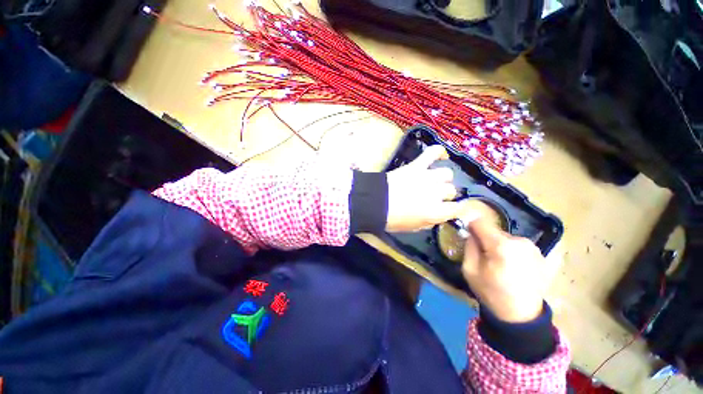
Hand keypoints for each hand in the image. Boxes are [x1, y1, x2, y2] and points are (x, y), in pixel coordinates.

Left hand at [385, 145, 461, 231]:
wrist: (374, 203)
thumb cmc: (391, 219)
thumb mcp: (412, 227)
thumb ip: (429, 221)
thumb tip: (438, 215)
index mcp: (435, 212)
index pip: (458, 209)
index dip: (456, 208)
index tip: (451, 208)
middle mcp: (436, 194)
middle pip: (451, 190)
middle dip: (444, 194)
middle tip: (432, 196)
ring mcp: (427, 177)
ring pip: (446, 173)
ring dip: (441, 178)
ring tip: (432, 180)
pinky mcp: (416, 166)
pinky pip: (432, 153)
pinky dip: (438, 152)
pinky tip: (440, 155)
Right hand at [461, 217, 554, 322]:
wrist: (522, 316)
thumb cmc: (492, 293)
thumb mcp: (470, 270)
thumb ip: (469, 247)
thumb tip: (471, 234)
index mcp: (501, 246)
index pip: (480, 222)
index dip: (471, 226)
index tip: (468, 235)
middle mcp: (520, 241)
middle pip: (494, 231)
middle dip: (486, 239)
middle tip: (484, 256)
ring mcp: (533, 247)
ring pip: (506, 238)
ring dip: (499, 245)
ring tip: (499, 263)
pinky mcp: (540, 254)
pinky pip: (517, 245)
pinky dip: (511, 251)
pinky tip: (512, 267)